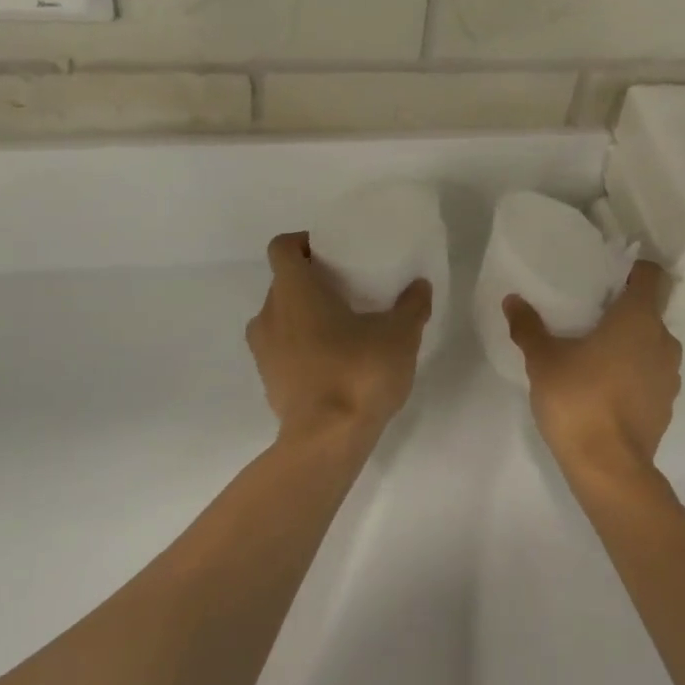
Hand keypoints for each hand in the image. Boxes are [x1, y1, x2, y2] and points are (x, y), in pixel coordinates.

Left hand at [247, 232, 432, 445]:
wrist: (326, 441)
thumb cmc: (358, 372)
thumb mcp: (399, 335)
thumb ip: (411, 305)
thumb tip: (420, 286)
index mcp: (294, 291)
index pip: (282, 247)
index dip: (303, 242)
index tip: (331, 251)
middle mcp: (269, 314)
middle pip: (282, 282)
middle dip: (310, 281)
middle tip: (346, 287)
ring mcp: (264, 351)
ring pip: (280, 317)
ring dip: (303, 315)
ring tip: (341, 325)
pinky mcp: (268, 382)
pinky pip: (281, 349)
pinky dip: (301, 346)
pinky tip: (333, 360)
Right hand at [504, 261, 681, 485]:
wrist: (609, 468)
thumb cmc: (578, 399)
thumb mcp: (543, 360)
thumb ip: (528, 327)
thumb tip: (512, 300)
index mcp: (639, 318)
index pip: (651, 275)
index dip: (632, 270)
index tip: (606, 277)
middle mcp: (663, 340)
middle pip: (650, 311)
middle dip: (623, 310)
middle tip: (589, 315)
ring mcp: (670, 375)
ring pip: (652, 344)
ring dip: (629, 344)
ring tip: (594, 352)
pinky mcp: (667, 405)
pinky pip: (651, 374)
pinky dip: (634, 373)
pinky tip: (604, 387)